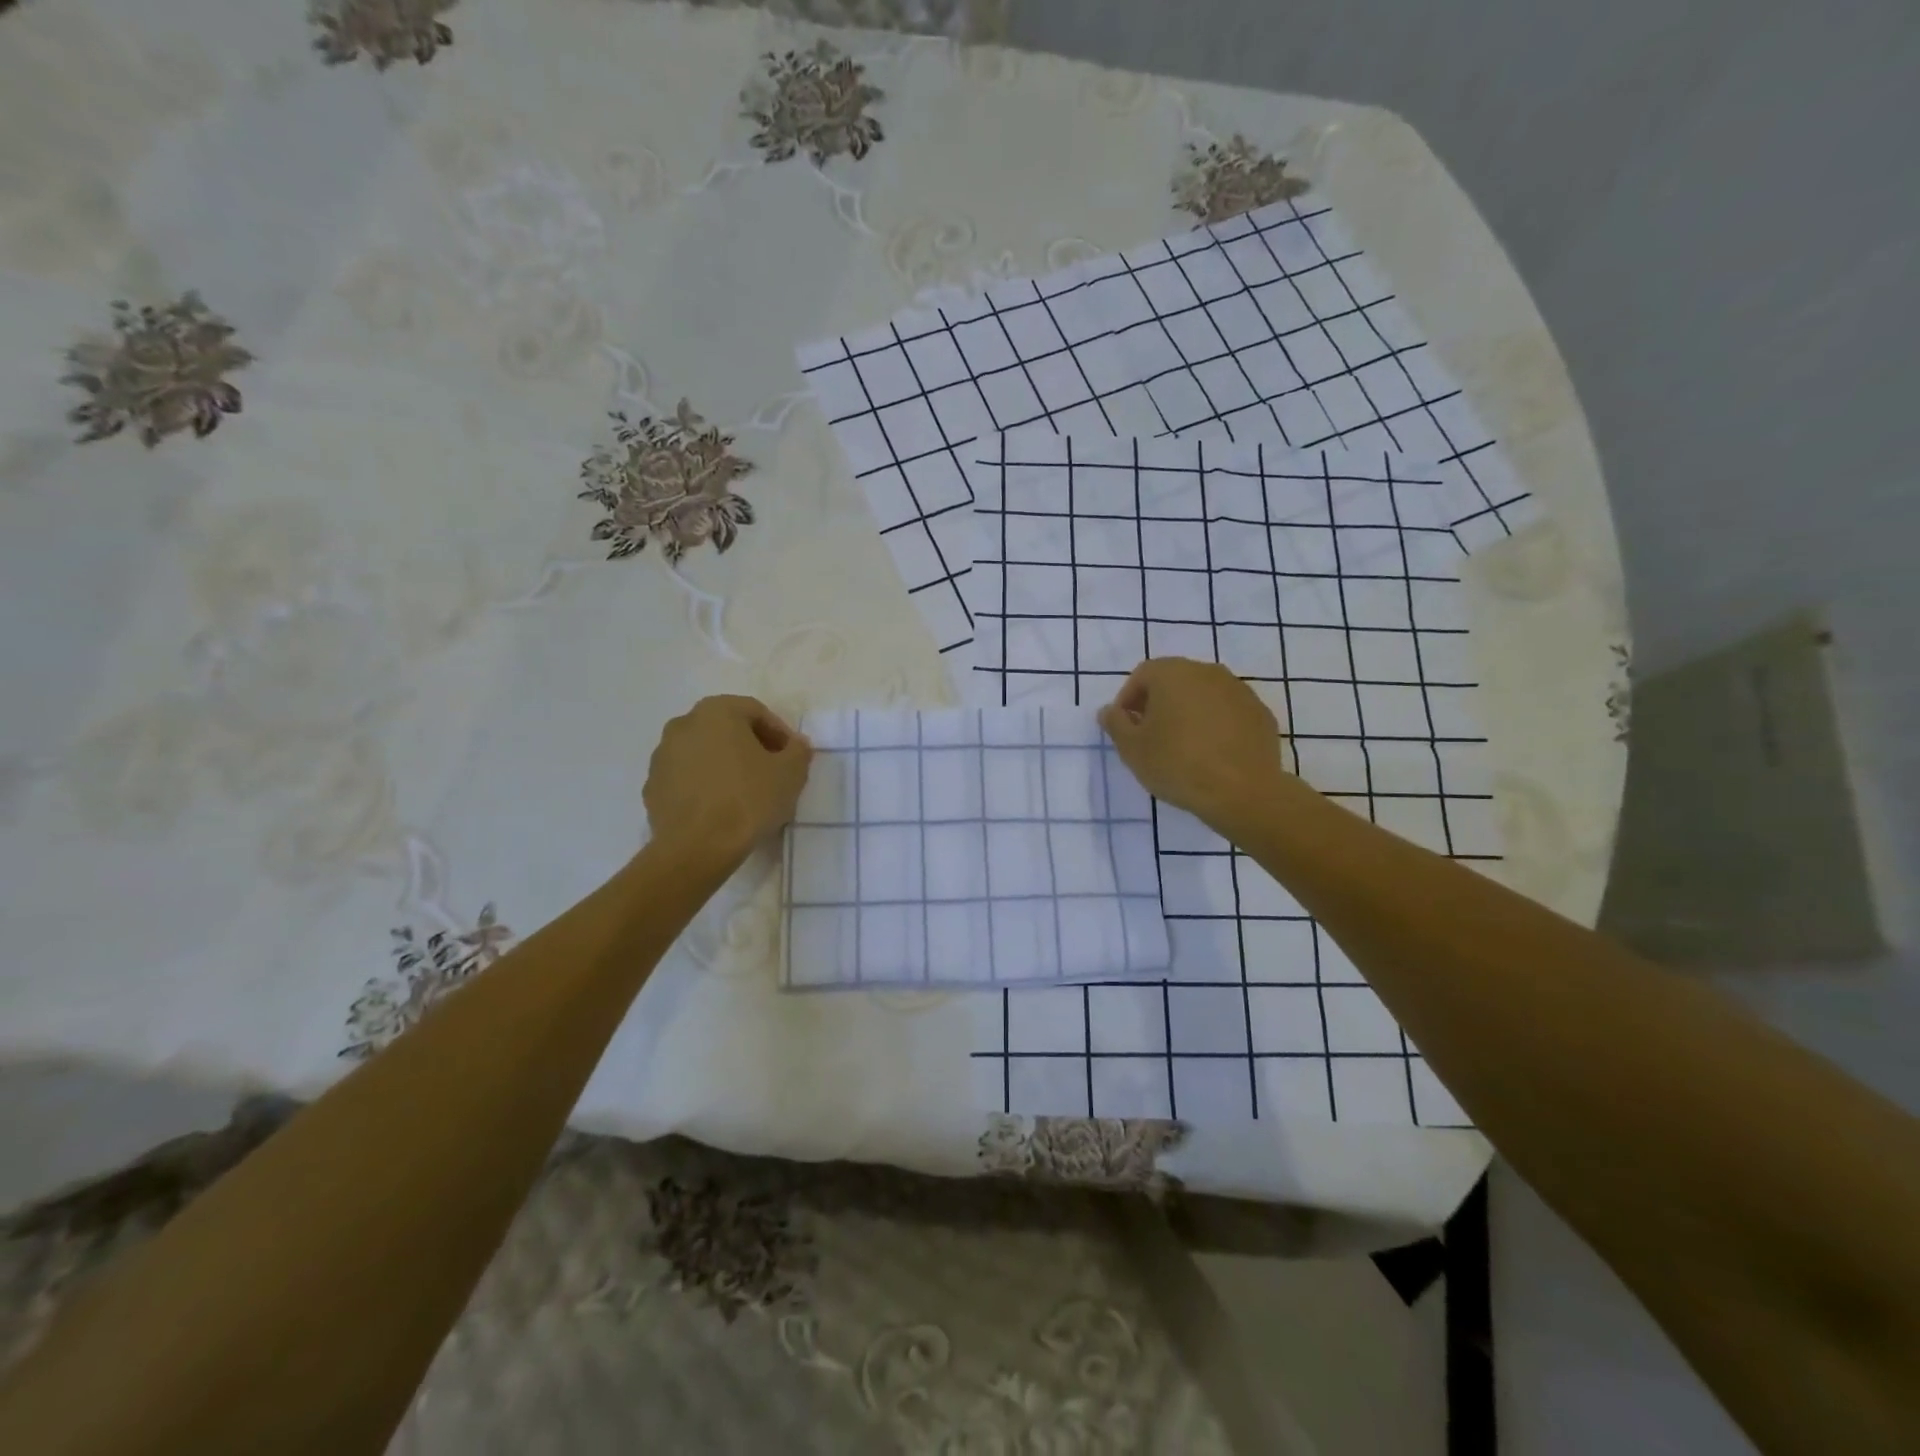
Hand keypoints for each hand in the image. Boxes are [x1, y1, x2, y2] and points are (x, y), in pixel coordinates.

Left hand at [643, 696, 812, 866]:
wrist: (696, 849)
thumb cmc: (748, 800)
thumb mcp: (791, 773)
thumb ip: (798, 750)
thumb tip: (795, 745)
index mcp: (717, 712)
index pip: (756, 712)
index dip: (780, 733)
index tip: (792, 758)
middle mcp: (683, 724)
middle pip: (727, 729)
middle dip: (751, 747)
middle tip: (772, 772)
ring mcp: (662, 756)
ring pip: (704, 753)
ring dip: (726, 765)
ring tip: (746, 793)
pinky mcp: (652, 787)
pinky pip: (686, 778)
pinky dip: (704, 786)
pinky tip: (720, 809)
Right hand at [1098, 658, 1291, 829]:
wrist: (1243, 791)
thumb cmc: (1177, 765)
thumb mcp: (1132, 749)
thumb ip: (1116, 724)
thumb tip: (1109, 711)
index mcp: (1173, 673)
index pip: (1142, 675)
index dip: (1128, 700)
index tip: (1125, 727)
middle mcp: (1207, 672)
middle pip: (1174, 680)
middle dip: (1159, 703)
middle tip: (1151, 736)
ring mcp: (1239, 691)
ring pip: (1203, 695)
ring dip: (1189, 713)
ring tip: (1182, 746)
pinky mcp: (1260, 713)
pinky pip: (1228, 712)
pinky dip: (1216, 725)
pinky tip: (1212, 753)